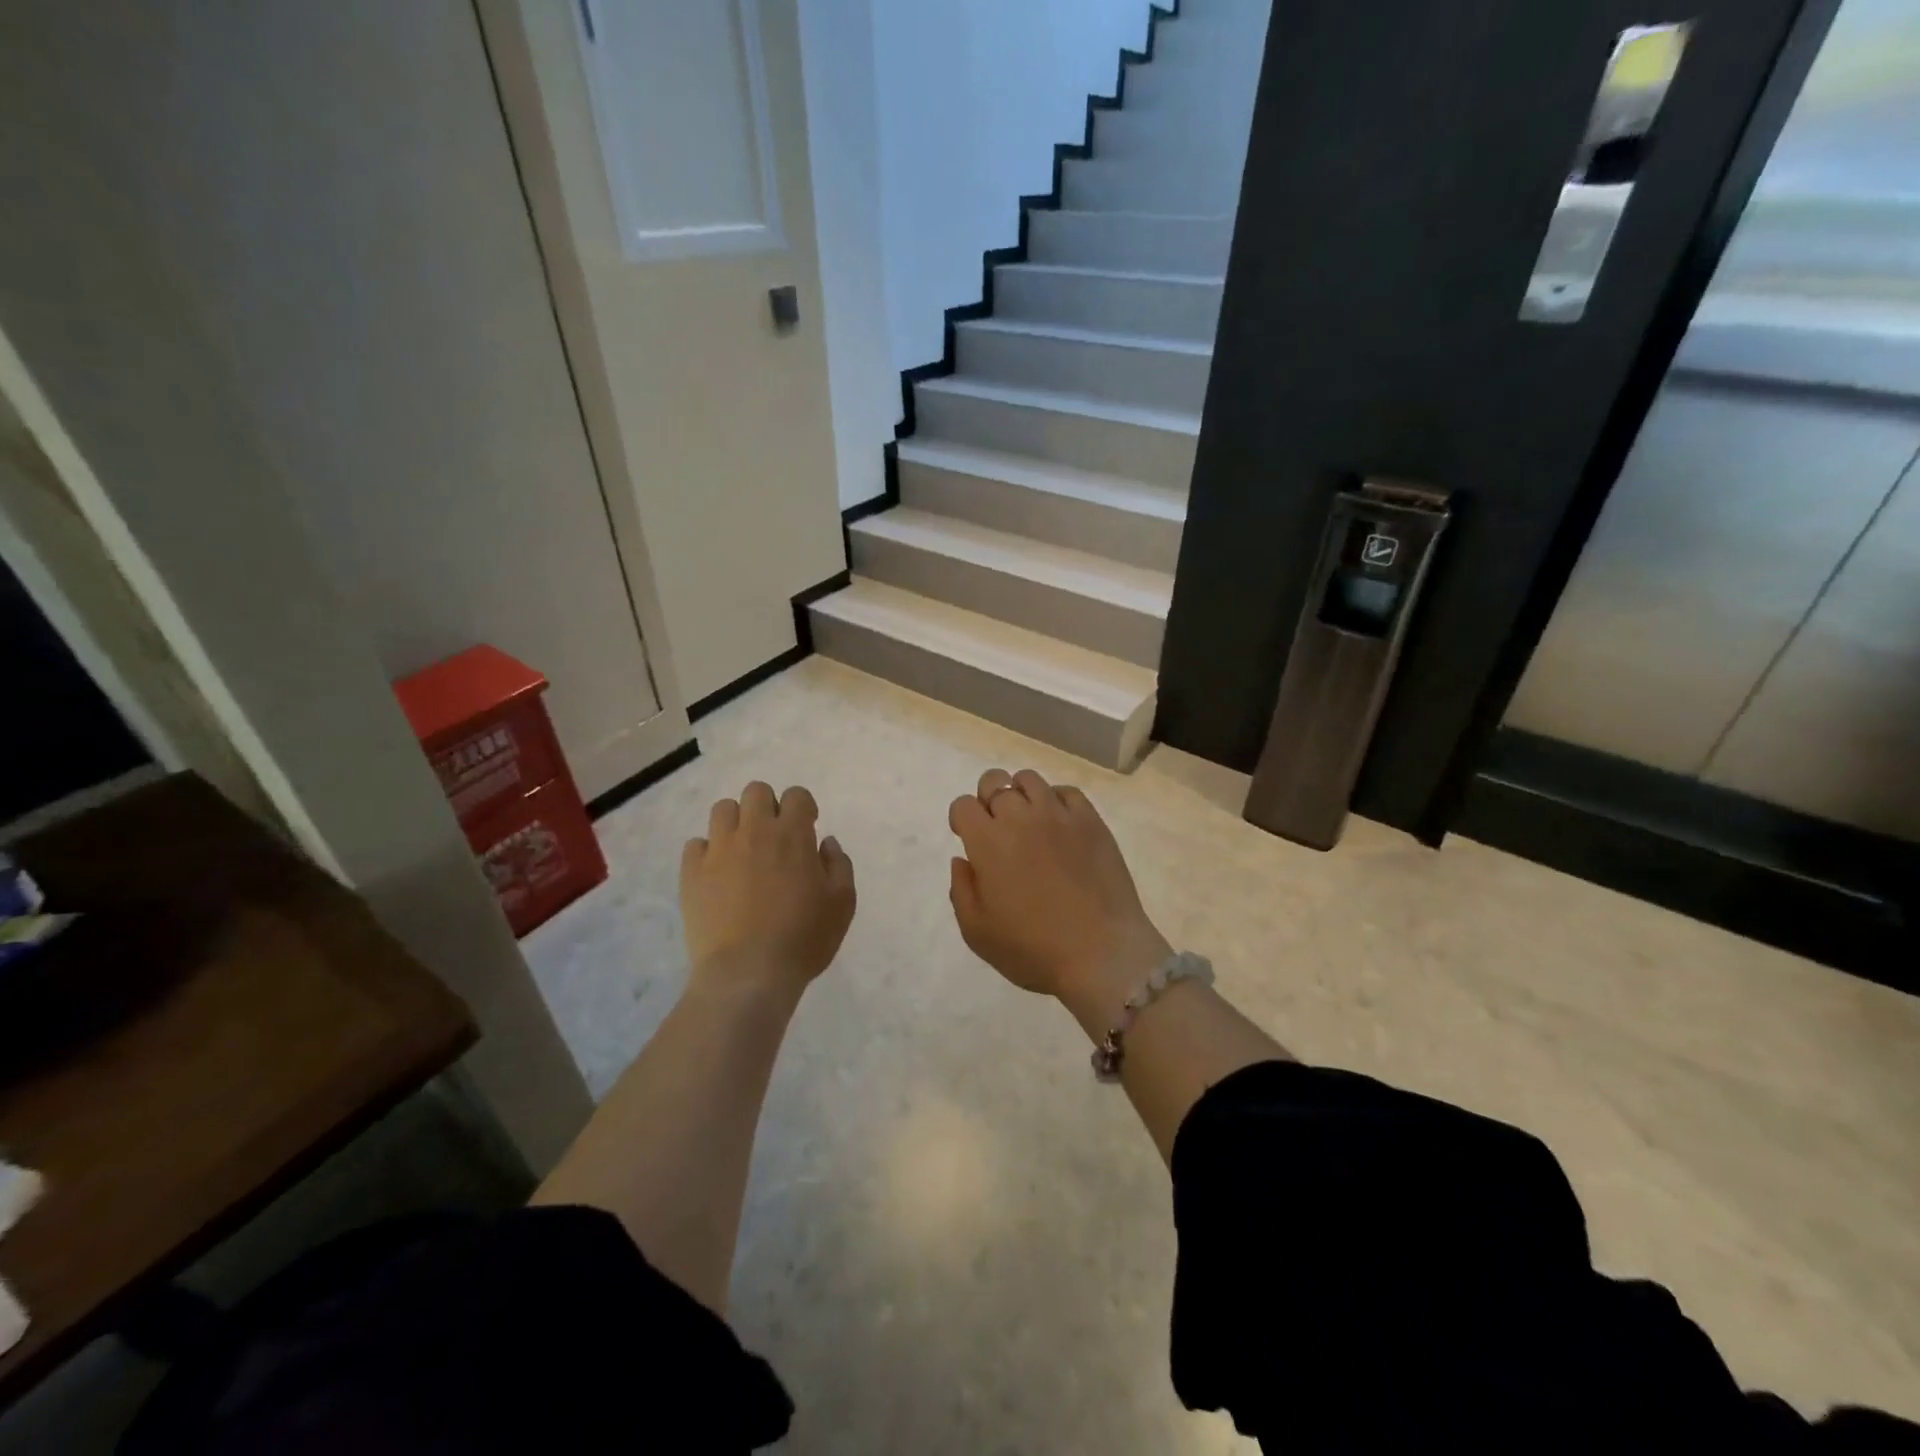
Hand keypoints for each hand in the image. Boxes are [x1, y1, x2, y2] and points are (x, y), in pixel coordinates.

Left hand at [681, 782, 855, 999]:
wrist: (748, 974)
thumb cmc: (803, 938)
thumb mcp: (842, 903)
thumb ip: (839, 864)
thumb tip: (825, 842)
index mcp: (792, 835)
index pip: (796, 795)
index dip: (803, 808)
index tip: (806, 829)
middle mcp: (754, 832)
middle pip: (756, 792)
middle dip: (768, 807)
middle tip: (774, 838)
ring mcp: (718, 850)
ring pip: (723, 810)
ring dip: (736, 822)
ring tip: (743, 851)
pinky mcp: (692, 873)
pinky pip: (696, 844)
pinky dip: (708, 852)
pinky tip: (718, 874)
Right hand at [947, 768, 1170, 1006]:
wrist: (1101, 953)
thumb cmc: (1033, 949)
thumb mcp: (977, 932)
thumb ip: (961, 890)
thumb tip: (963, 859)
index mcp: (987, 841)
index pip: (963, 805)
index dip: (961, 819)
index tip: (969, 839)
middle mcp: (1020, 817)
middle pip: (994, 782)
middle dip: (988, 800)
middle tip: (998, 829)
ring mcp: (1058, 814)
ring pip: (1029, 780)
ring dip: (1020, 795)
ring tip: (1029, 822)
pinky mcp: (1091, 820)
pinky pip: (1067, 792)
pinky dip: (1056, 801)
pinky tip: (1060, 826)